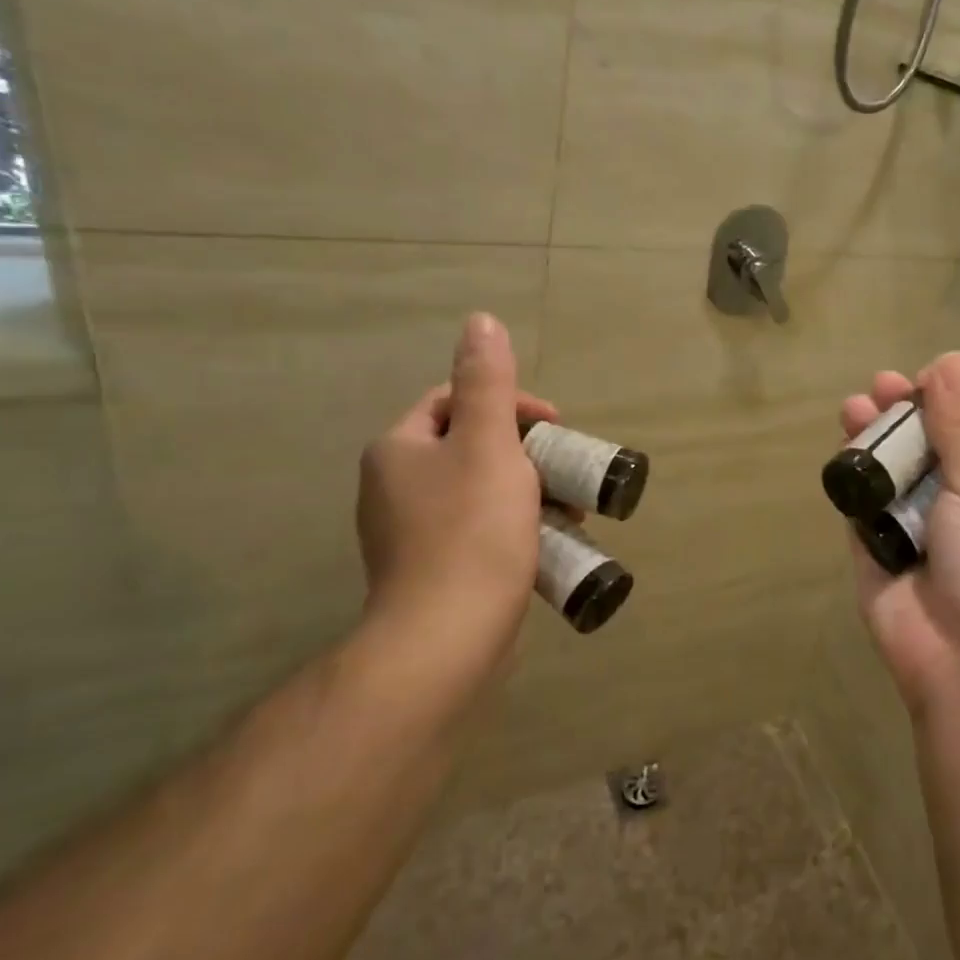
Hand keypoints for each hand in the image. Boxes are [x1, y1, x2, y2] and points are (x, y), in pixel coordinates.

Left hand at [356, 313, 551, 687]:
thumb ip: (488, 383)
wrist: (446, 637)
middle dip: (525, 451)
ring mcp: (407, 533)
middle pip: (470, 446)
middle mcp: (393, 486)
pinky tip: (542, 542)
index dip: (511, 404)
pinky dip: (511, 524)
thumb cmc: (473, 530)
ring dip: (525, 489)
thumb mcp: (489, 443)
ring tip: (566, 509)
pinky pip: (476, 528)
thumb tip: (480, 321)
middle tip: (564, 471)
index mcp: (398, 449)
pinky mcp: (429, 569)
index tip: (555, 427)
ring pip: (478, 489)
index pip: (455, 401)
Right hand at [840, 352, 959, 715]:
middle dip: (902, 416)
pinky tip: (842, 454)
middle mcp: (956, 506)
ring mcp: (914, 530)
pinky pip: (861, 510)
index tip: (921, 377)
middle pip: (924, 449)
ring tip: (853, 408)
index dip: (947, 404)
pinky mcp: (876, 554)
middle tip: (878, 386)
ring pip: (888, 475)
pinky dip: (852, 482)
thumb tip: (951, 358)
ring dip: (872, 441)